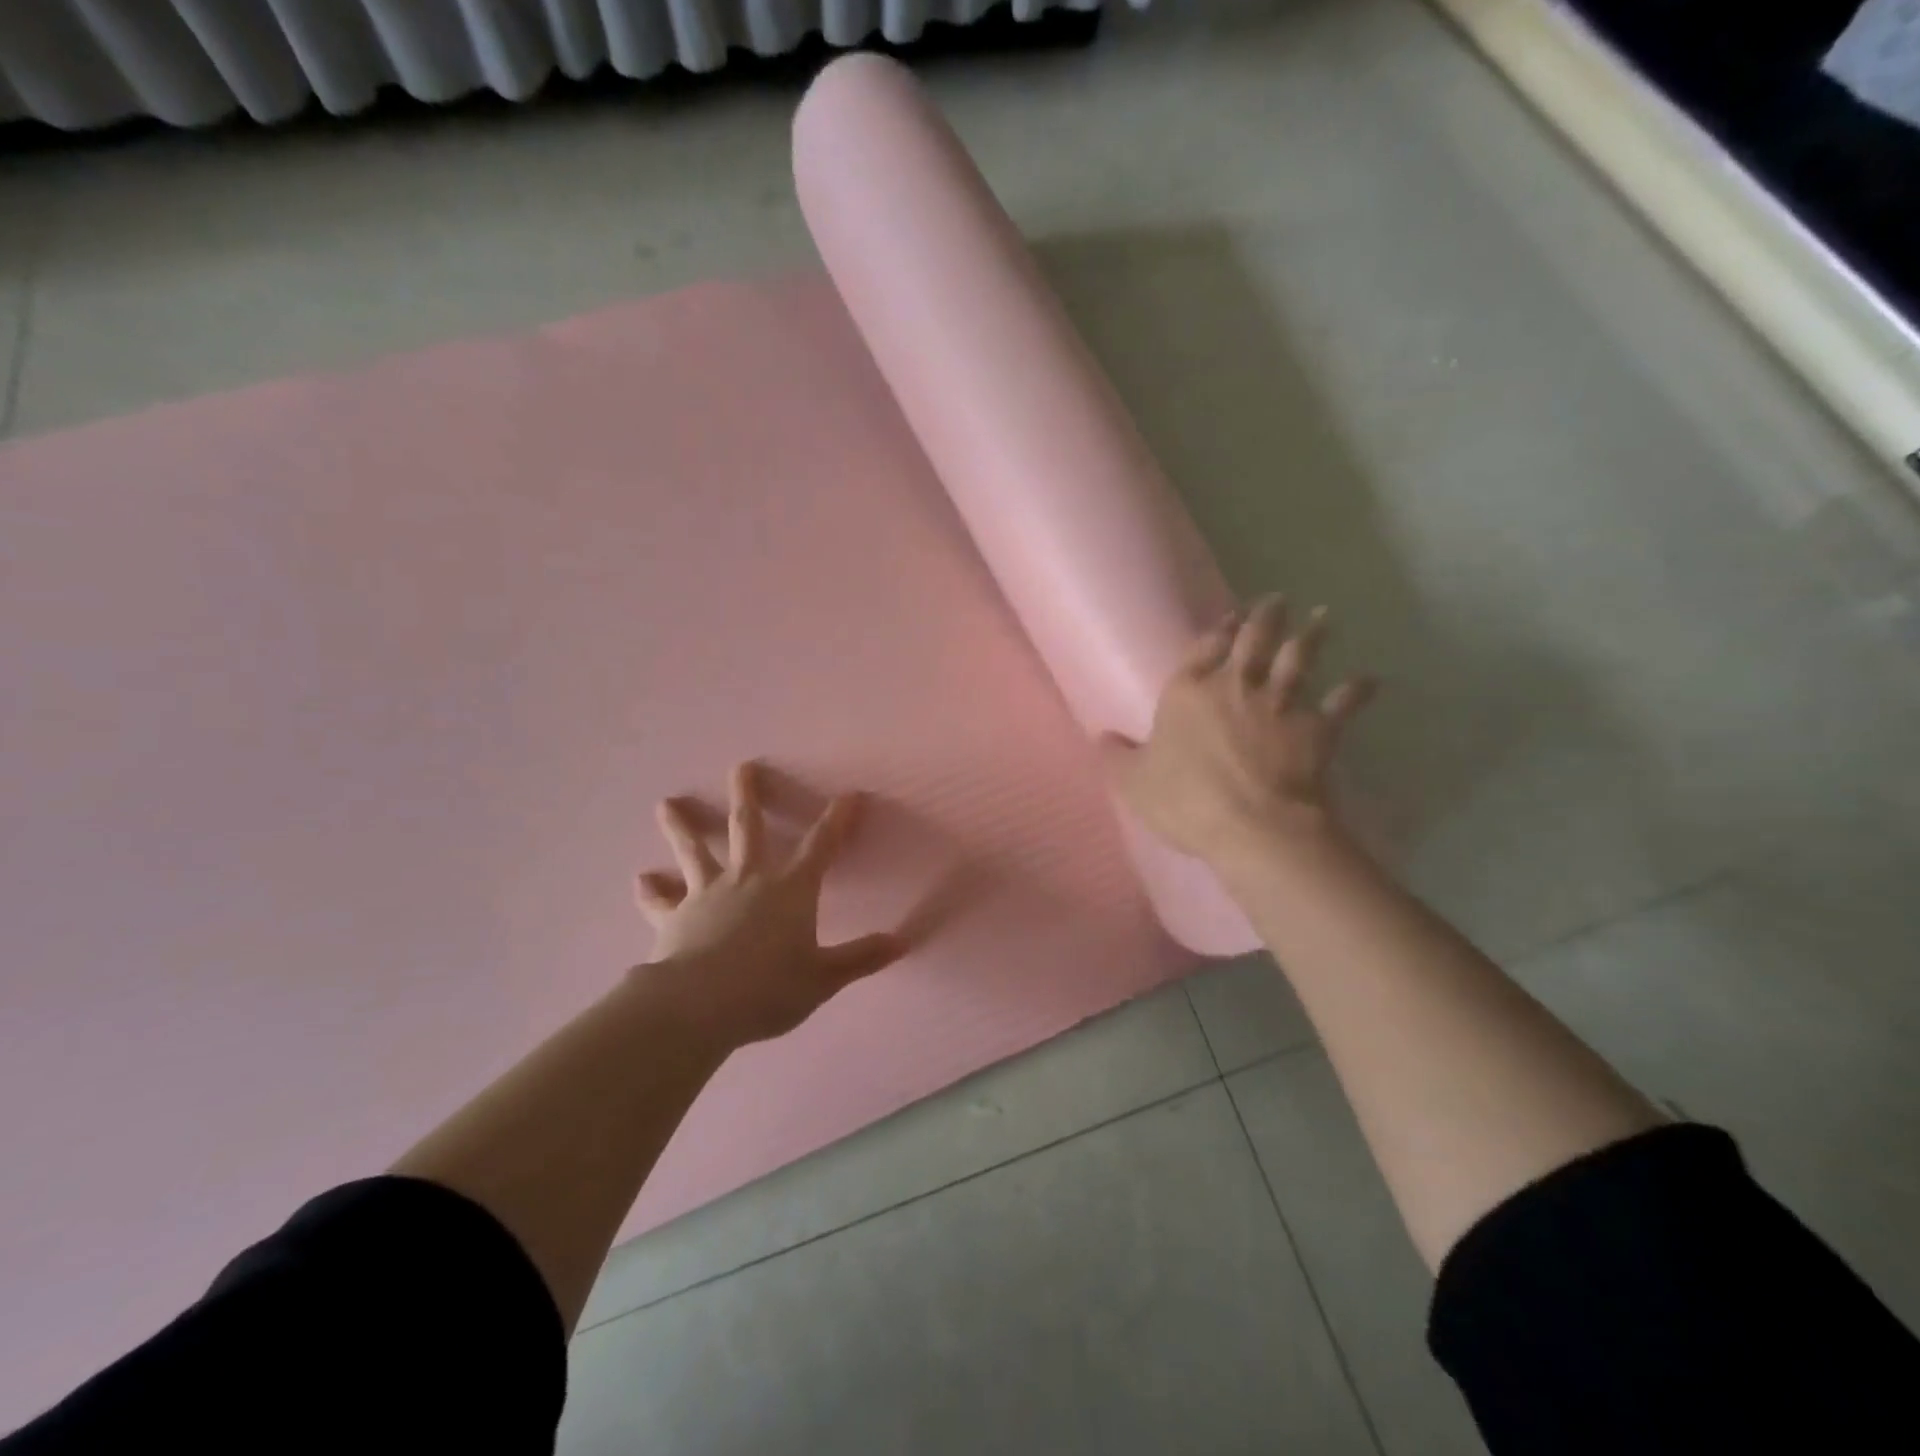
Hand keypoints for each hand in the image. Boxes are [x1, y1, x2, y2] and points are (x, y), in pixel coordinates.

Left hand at [633, 762, 905, 1051]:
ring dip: (682, 827)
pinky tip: (641, 881)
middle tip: (742, 766)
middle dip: (748, 796)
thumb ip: (860, 959)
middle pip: (748, 828)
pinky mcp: (673, 917)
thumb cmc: (768, 988)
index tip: (849, 795)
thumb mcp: (823, 978)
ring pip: (694, 851)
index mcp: (790, 890)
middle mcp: (748, 880)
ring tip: (666, 804)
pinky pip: (660, 901)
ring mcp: (707, 895)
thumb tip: (901, 943)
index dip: (837, 820)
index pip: (821, 846)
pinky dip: (650, 891)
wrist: (698, 1006)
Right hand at [1100, 595, 1374, 868]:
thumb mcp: (1133, 783)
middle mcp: (1235, 687)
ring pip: (1299, 659)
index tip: (1231, 614)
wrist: (1254, 825)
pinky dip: (1357, 691)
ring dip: (1312, 636)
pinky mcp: (1317, 729)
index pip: (1204, 648)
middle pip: (1255, 641)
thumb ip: (1117, 757)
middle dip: (1266, 617)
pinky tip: (1369, 679)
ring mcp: (1280, 705)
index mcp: (1188, 693)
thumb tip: (1101, 737)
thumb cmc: (1185, 800)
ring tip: (1323, 618)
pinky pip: (1342, 704)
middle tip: (1278, 600)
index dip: (1217, 630)